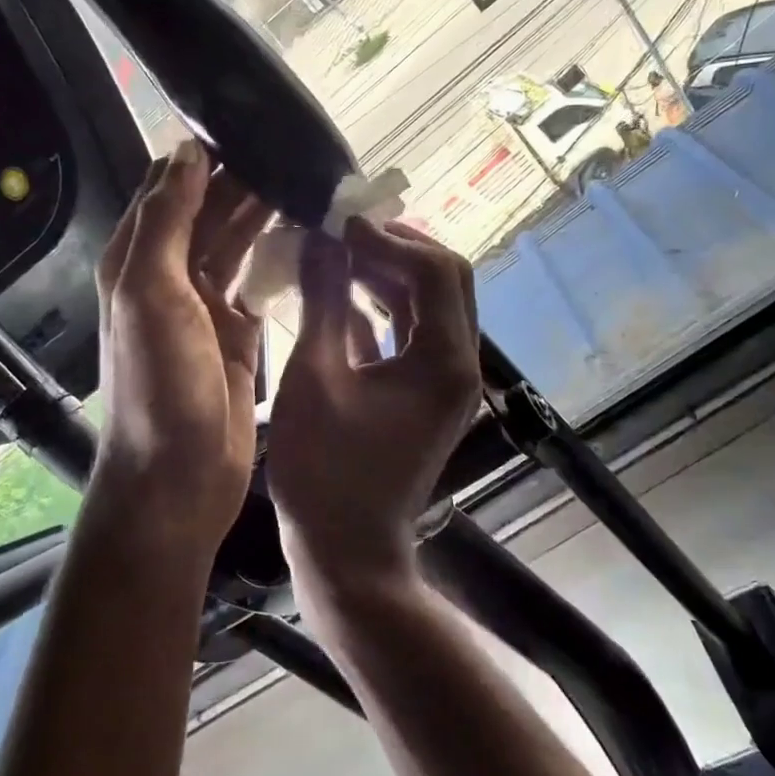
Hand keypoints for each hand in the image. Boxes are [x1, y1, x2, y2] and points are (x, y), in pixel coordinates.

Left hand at [93, 141, 270, 555]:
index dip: (205, 156)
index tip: (253, 127)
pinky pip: (260, 281)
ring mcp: (205, 305)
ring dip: (265, 213)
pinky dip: (279, 256)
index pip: (170, 188)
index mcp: (138, 259)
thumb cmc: (159, 385)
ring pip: (237, 242)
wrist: (178, 477)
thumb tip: (187, 150)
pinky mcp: (239, 332)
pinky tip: (310, 236)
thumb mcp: (150, 293)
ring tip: (310, 182)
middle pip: (209, 211)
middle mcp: (169, 275)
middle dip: (246, 179)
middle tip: (297, 153)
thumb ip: (167, 220)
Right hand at [267, 220, 483, 609]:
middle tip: (344, 231)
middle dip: (397, 247)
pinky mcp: (426, 393)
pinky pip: (413, 332)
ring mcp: (446, 380)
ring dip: (390, 273)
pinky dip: (384, 306)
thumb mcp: (315, 376)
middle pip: (445, 280)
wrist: (347, 552)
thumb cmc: (325, 471)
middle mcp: (459, 364)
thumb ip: (323, 301)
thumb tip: (321, 240)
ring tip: (339, 251)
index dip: (389, 238)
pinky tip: (344, 291)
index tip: (340, 223)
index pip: (435, 271)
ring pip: (430, 304)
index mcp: (444, 360)